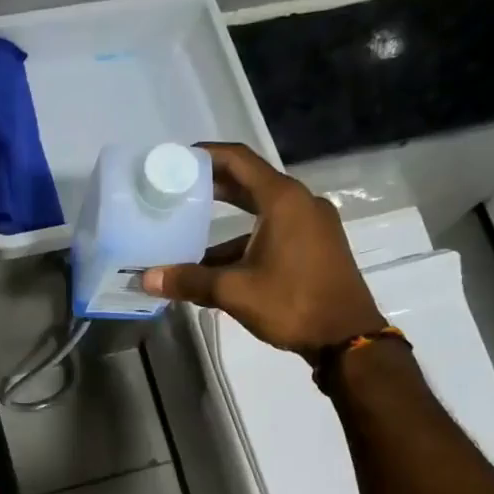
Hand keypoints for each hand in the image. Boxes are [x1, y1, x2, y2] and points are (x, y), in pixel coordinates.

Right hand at [141, 142, 383, 359]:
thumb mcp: (234, 291)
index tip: (177, 160)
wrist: (346, 338)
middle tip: (176, 191)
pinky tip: (216, 267)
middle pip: (249, 184)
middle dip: (212, 187)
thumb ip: (189, 280)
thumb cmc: (292, 303)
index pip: (239, 160)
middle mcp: (300, 203)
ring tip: (187, 235)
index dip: (206, 155)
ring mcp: (312, 224)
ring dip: (225, 224)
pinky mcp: (315, 246)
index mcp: (283, 200)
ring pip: (260, 213)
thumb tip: (147, 279)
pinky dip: (244, 242)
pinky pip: (273, 232)